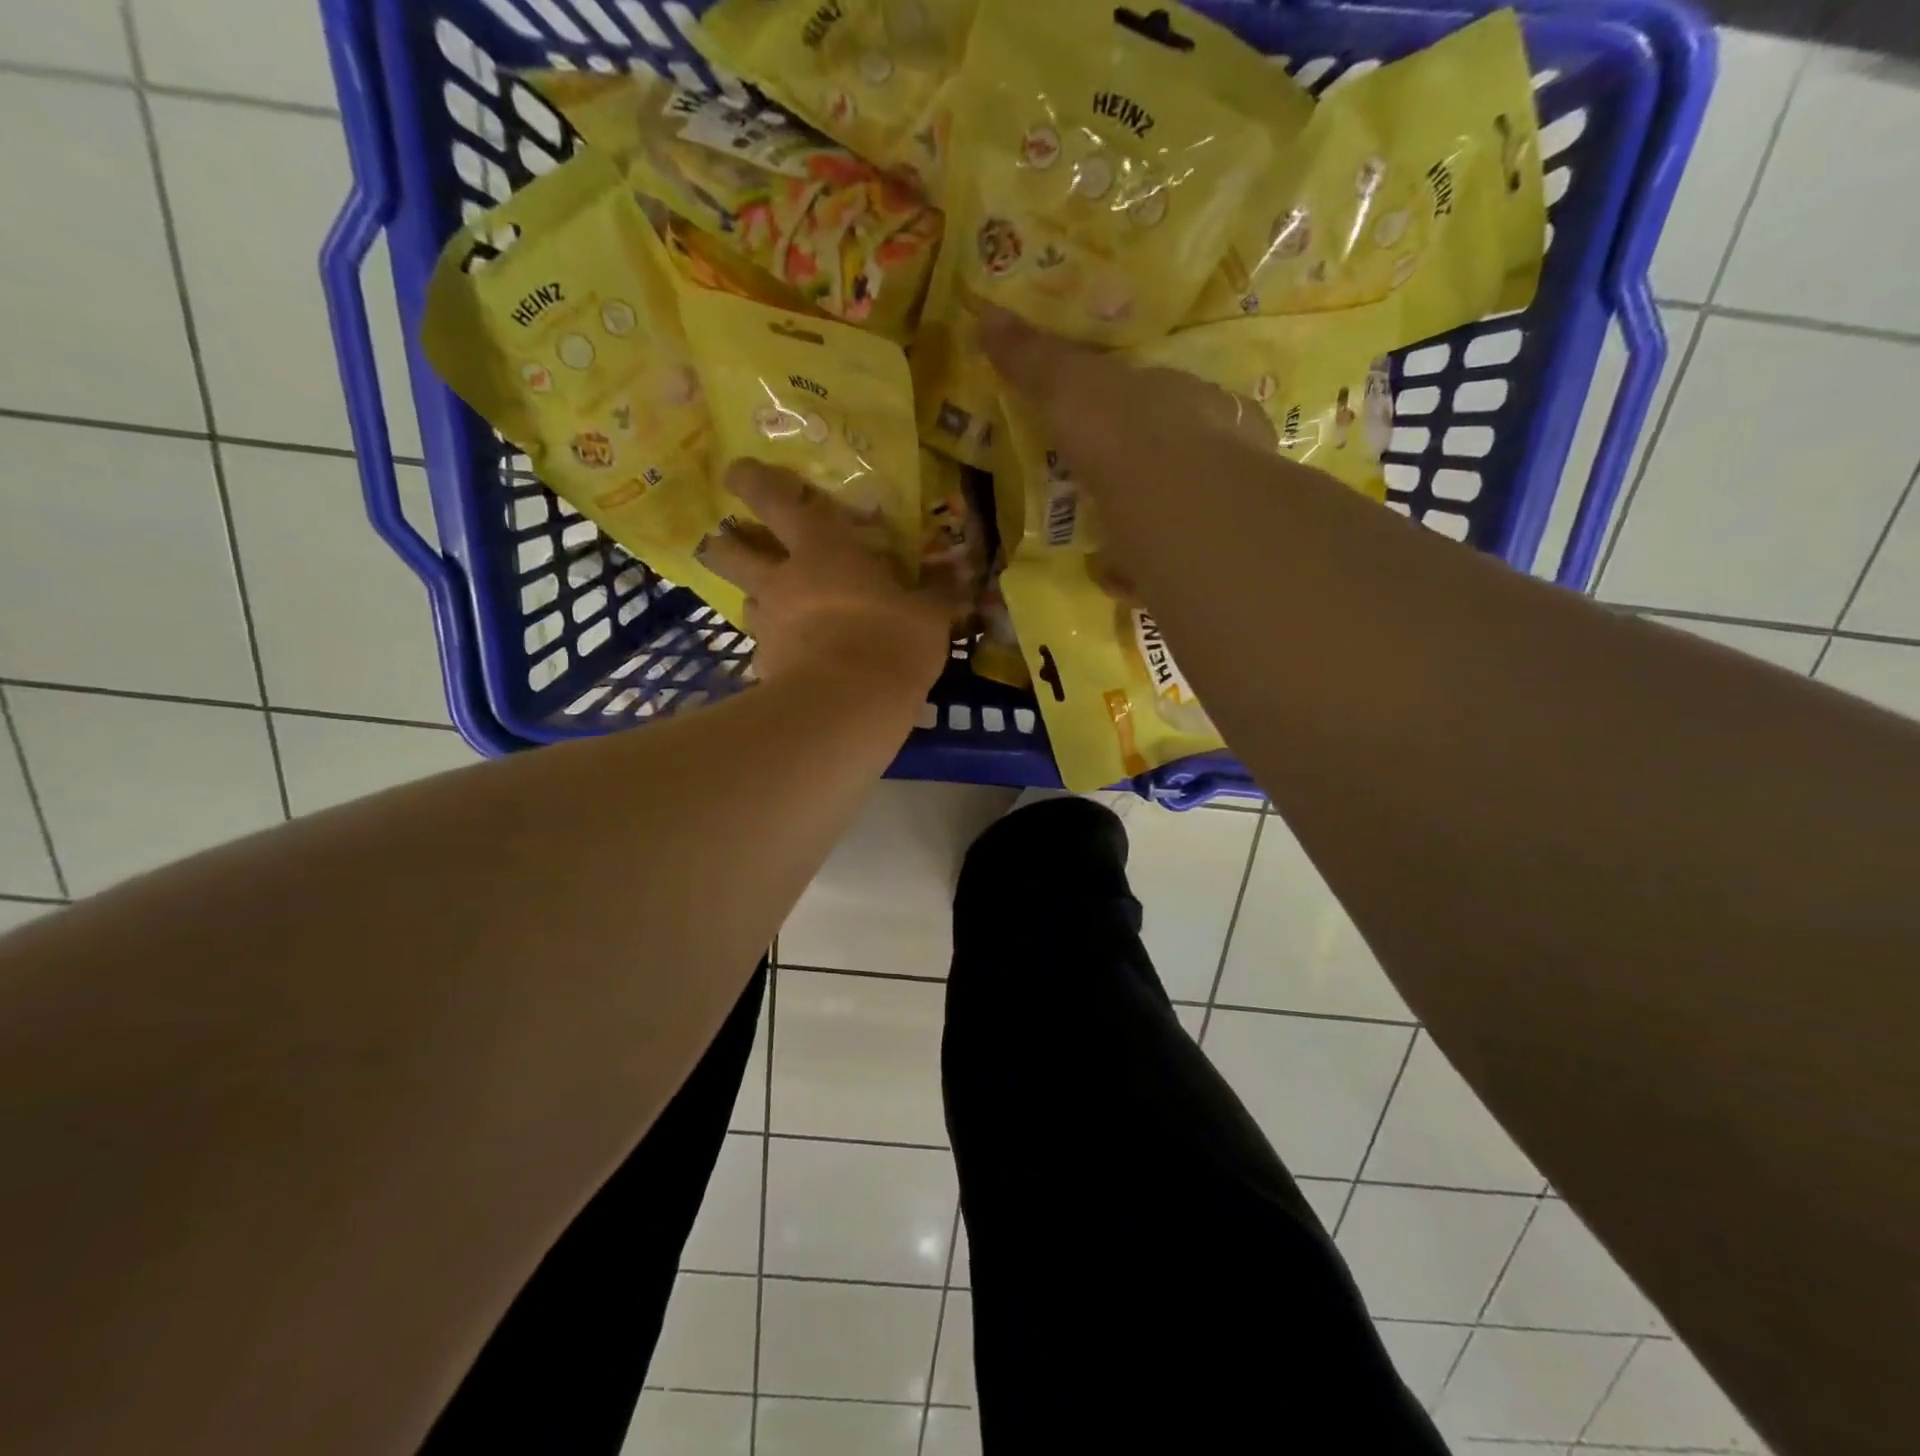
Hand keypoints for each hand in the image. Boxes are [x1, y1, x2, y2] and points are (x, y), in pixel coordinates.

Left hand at [698, 459, 954, 692]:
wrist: (848, 706)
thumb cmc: (891, 641)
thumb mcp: (929, 616)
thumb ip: (939, 592)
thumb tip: (962, 571)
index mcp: (823, 550)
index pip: (775, 500)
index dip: (753, 480)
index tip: (737, 471)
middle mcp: (783, 580)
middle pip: (730, 551)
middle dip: (725, 542)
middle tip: (727, 539)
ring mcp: (768, 624)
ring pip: (745, 599)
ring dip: (755, 597)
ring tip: (774, 606)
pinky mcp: (764, 665)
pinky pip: (764, 648)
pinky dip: (777, 649)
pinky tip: (796, 661)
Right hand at [979, 307, 1284, 589]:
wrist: (1176, 504)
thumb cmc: (1127, 433)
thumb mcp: (1071, 387)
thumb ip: (1035, 358)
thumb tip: (986, 314)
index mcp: (1189, 400)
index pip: (1168, 397)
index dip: (1140, 409)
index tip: (1115, 425)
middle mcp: (1217, 448)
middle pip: (1179, 456)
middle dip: (1146, 470)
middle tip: (1108, 490)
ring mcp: (1218, 507)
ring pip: (1181, 512)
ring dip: (1146, 523)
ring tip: (1110, 541)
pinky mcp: (1208, 557)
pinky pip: (1171, 562)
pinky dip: (1144, 570)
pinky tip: (1120, 578)